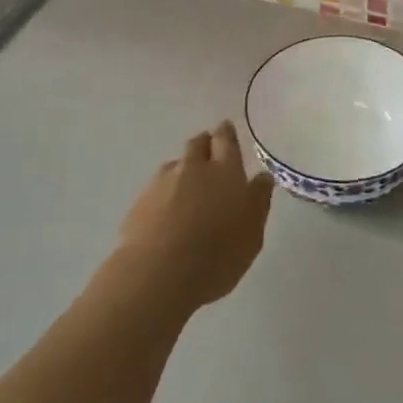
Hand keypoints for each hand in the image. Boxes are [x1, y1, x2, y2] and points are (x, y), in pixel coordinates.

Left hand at [115, 122, 272, 309]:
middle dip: (205, 143)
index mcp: (225, 171)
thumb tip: (262, 177)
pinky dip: (165, 191)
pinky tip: (166, 209)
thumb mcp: (252, 234)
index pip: (226, 140)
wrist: (158, 273)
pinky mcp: (140, 201)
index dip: (226, 133)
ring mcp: (162, 182)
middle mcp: (193, 168)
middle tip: (209, 150)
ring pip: (175, 163)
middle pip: (198, 144)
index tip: (226, 128)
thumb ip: (258, 201)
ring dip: (183, 167)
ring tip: (188, 183)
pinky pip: (156, 186)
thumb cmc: (217, 256)